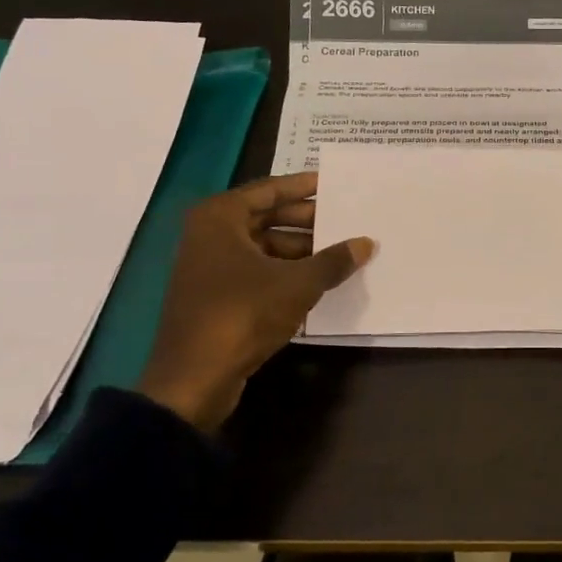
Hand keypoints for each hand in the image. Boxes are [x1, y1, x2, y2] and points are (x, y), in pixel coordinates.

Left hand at [137, 172, 373, 429]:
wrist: (194, 378)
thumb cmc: (243, 314)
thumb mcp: (297, 284)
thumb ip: (333, 260)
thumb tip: (367, 243)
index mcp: (220, 218)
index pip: (269, 190)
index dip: (304, 187)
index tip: (334, 184)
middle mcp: (209, 234)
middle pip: (266, 217)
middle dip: (306, 220)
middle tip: (344, 220)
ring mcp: (209, 266)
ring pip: (263, 246)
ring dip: (299, 249)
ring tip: (339, 252)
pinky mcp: (215, 295)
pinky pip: (257, 270)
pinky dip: (285, 271)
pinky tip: (317, 280)